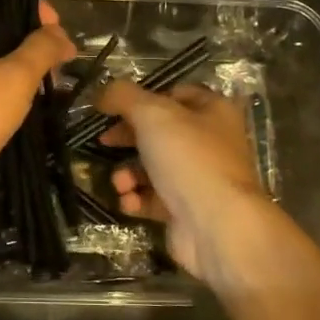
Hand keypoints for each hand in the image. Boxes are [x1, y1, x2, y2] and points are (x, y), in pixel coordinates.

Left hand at [0, 0, 75, 226]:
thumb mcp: (16, 78)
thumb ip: (41, 49)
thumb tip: (59, 33)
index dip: (28, 4)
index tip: (55, 28)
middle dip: (29, 43)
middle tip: (58, 66)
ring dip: (17, 71)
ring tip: (46, 91)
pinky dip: (0, 92)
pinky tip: (20, 111)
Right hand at [97, 81, 274, 289]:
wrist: (217, 226)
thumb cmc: (189, 158)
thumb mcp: (153, 114)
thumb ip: (123, 96)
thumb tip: (102, 93)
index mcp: (213, 111)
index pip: (174, 94)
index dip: (142, 98)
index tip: (112, 108)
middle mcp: (210, 142)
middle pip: (160, 133)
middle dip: (128, 138)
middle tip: (104, 141)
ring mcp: (199, 179)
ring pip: (153, 168)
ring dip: (128, 173)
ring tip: (121, 183)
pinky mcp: (187, 210)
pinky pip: (153, 199)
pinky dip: (136, 199)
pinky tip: (129, 202)